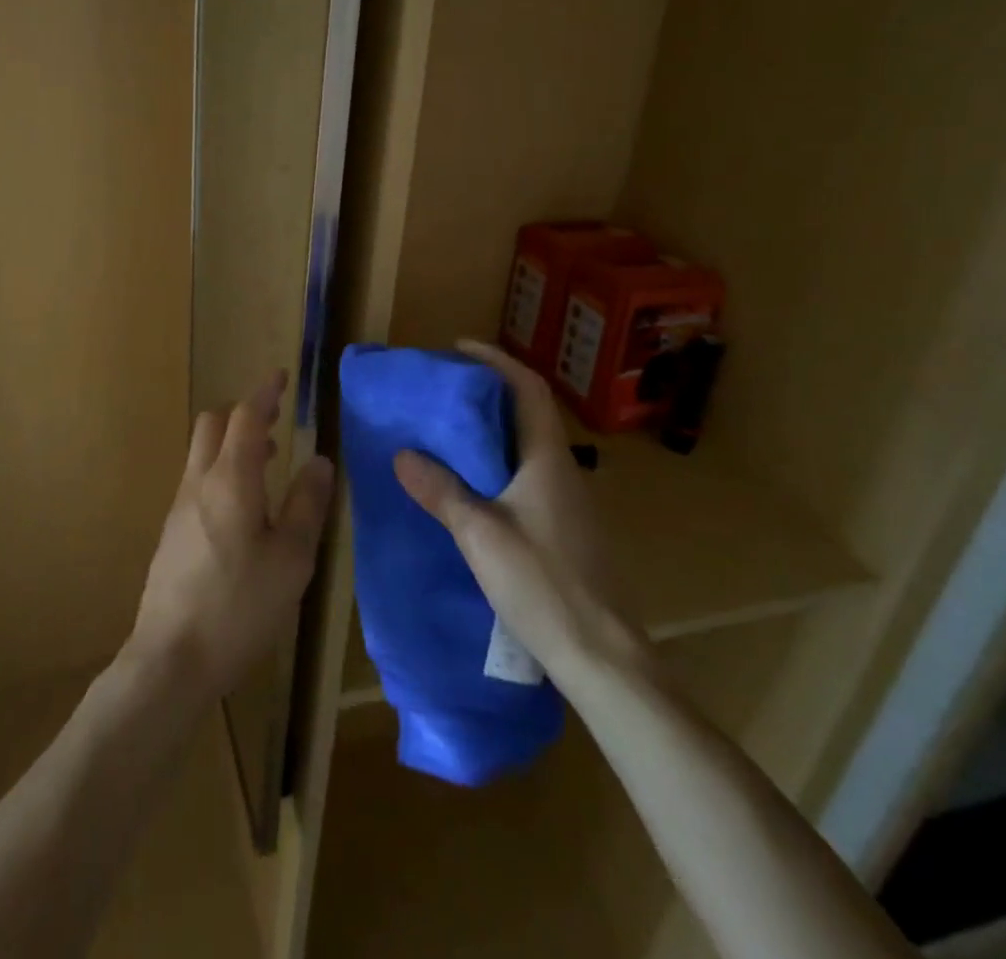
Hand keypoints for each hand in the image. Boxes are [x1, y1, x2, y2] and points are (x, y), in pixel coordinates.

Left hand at [126, 370, 335, 706]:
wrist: (170, 660)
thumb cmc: (240, 607)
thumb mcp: (291, 559)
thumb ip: (307, 504)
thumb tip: (319, 460)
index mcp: (230, 480)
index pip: (245, 416)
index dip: (264, 393)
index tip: (281, 377)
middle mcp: (198, 482)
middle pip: (213, 424)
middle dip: (243, 413)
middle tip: (276, 421)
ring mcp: (178, 507)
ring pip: (201, 452)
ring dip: (232, 443)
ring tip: (268, 461)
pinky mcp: (170, 532)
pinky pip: (196, 480)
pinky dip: (221, 470)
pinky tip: (242, 507)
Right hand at [393, 339, 647, 681]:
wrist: (602, 657)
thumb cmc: (543, 584)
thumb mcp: (480, 535)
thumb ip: (441, 491)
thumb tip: (403, 454)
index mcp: (547, 459)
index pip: (527, 388)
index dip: (496, 361)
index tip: (460, 348)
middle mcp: (564, 471)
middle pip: (528, 413)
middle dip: (489, 393)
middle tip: (445, 391)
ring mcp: (569, 502)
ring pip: (529, 447)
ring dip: (493, 430)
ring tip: (449, 432)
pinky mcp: (566, 530)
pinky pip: (529, 476)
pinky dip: (498, 463)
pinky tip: (472, 487)